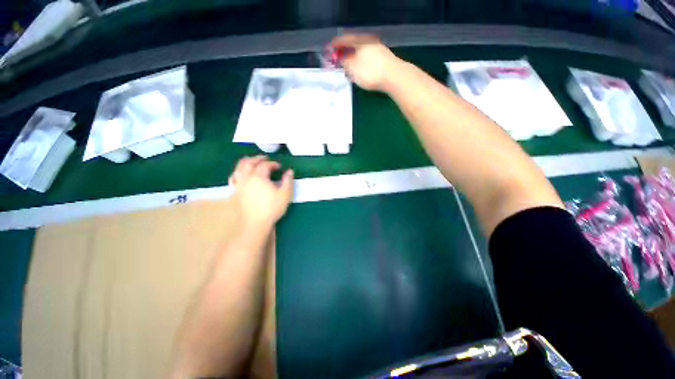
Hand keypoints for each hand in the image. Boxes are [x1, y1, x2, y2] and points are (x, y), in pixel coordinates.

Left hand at [229, 156, 293, 229]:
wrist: (255, 223)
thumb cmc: (272, 208)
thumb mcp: (285, 194)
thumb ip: (287, 181)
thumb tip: (290, 171)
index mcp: (259, 177)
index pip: (265, 165)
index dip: (273, 164)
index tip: (279, 166)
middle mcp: (247, 177)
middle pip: (250, 163)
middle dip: (258, 159)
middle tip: (265, 158)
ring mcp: (239, 184)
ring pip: (239, 168)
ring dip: (246, 162)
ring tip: (251, 160)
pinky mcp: (235, 191)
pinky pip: (233, 177)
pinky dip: (237, 172)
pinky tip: (239, 173)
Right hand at [331, 34, 401, 90]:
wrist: (394, 77)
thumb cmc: (370, 72)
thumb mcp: (353, 68)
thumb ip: (344, 62)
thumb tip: (339, 58)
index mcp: (360, 41)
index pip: (345, 40)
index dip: (336, 45)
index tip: (329, 50)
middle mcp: (369, 43)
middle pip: (354, 46)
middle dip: (345, 53)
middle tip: (338, 60)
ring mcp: (378, 50)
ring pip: (361, 53)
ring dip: (353, 59)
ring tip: (348, 67)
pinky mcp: (384, 60)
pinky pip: (368, 59)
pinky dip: (361, 63)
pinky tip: (360, 70)